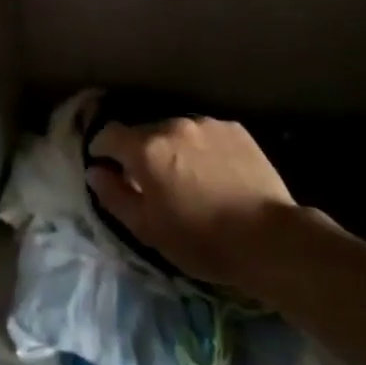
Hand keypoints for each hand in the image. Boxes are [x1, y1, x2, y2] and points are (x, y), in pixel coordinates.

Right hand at [85, 117, 302, 291]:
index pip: (109, 134)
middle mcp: (173, 125)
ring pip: (177, 132)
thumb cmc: (201, 240)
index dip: (103, 150)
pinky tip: (215, 174)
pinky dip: (201, 149)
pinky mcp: (235, 129)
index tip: (107, 169)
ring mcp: (207, 124)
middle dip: (141, 153)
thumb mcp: (147, 229)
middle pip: (144, 133)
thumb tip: (95, 171)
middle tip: (152, 183)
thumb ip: (114, 195)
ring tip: (188, 178)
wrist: (270, 239)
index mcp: (146, 148)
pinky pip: (205, 134)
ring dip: (173, 149)